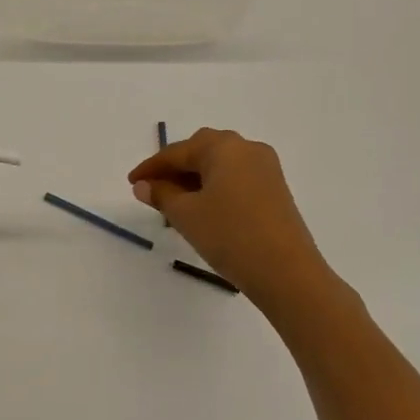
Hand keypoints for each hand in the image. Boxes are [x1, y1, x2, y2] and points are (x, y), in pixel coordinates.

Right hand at [127, 128, 331, 302]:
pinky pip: (236, 178)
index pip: (177, 152)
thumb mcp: (186, 215)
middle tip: (153, 190)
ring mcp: (266, 168)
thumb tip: (143, 185)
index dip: (151, 168)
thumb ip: (161, 195)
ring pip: (220, 165)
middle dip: (175, 169)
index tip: (131, 182)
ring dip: (195, 179)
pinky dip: (215, 188)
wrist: (287, 273)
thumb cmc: (230, 236)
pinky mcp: (276, 190)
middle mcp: (247, 148)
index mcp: (224, 146)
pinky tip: (203, 209)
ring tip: (174, 203)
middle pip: (201, 151)